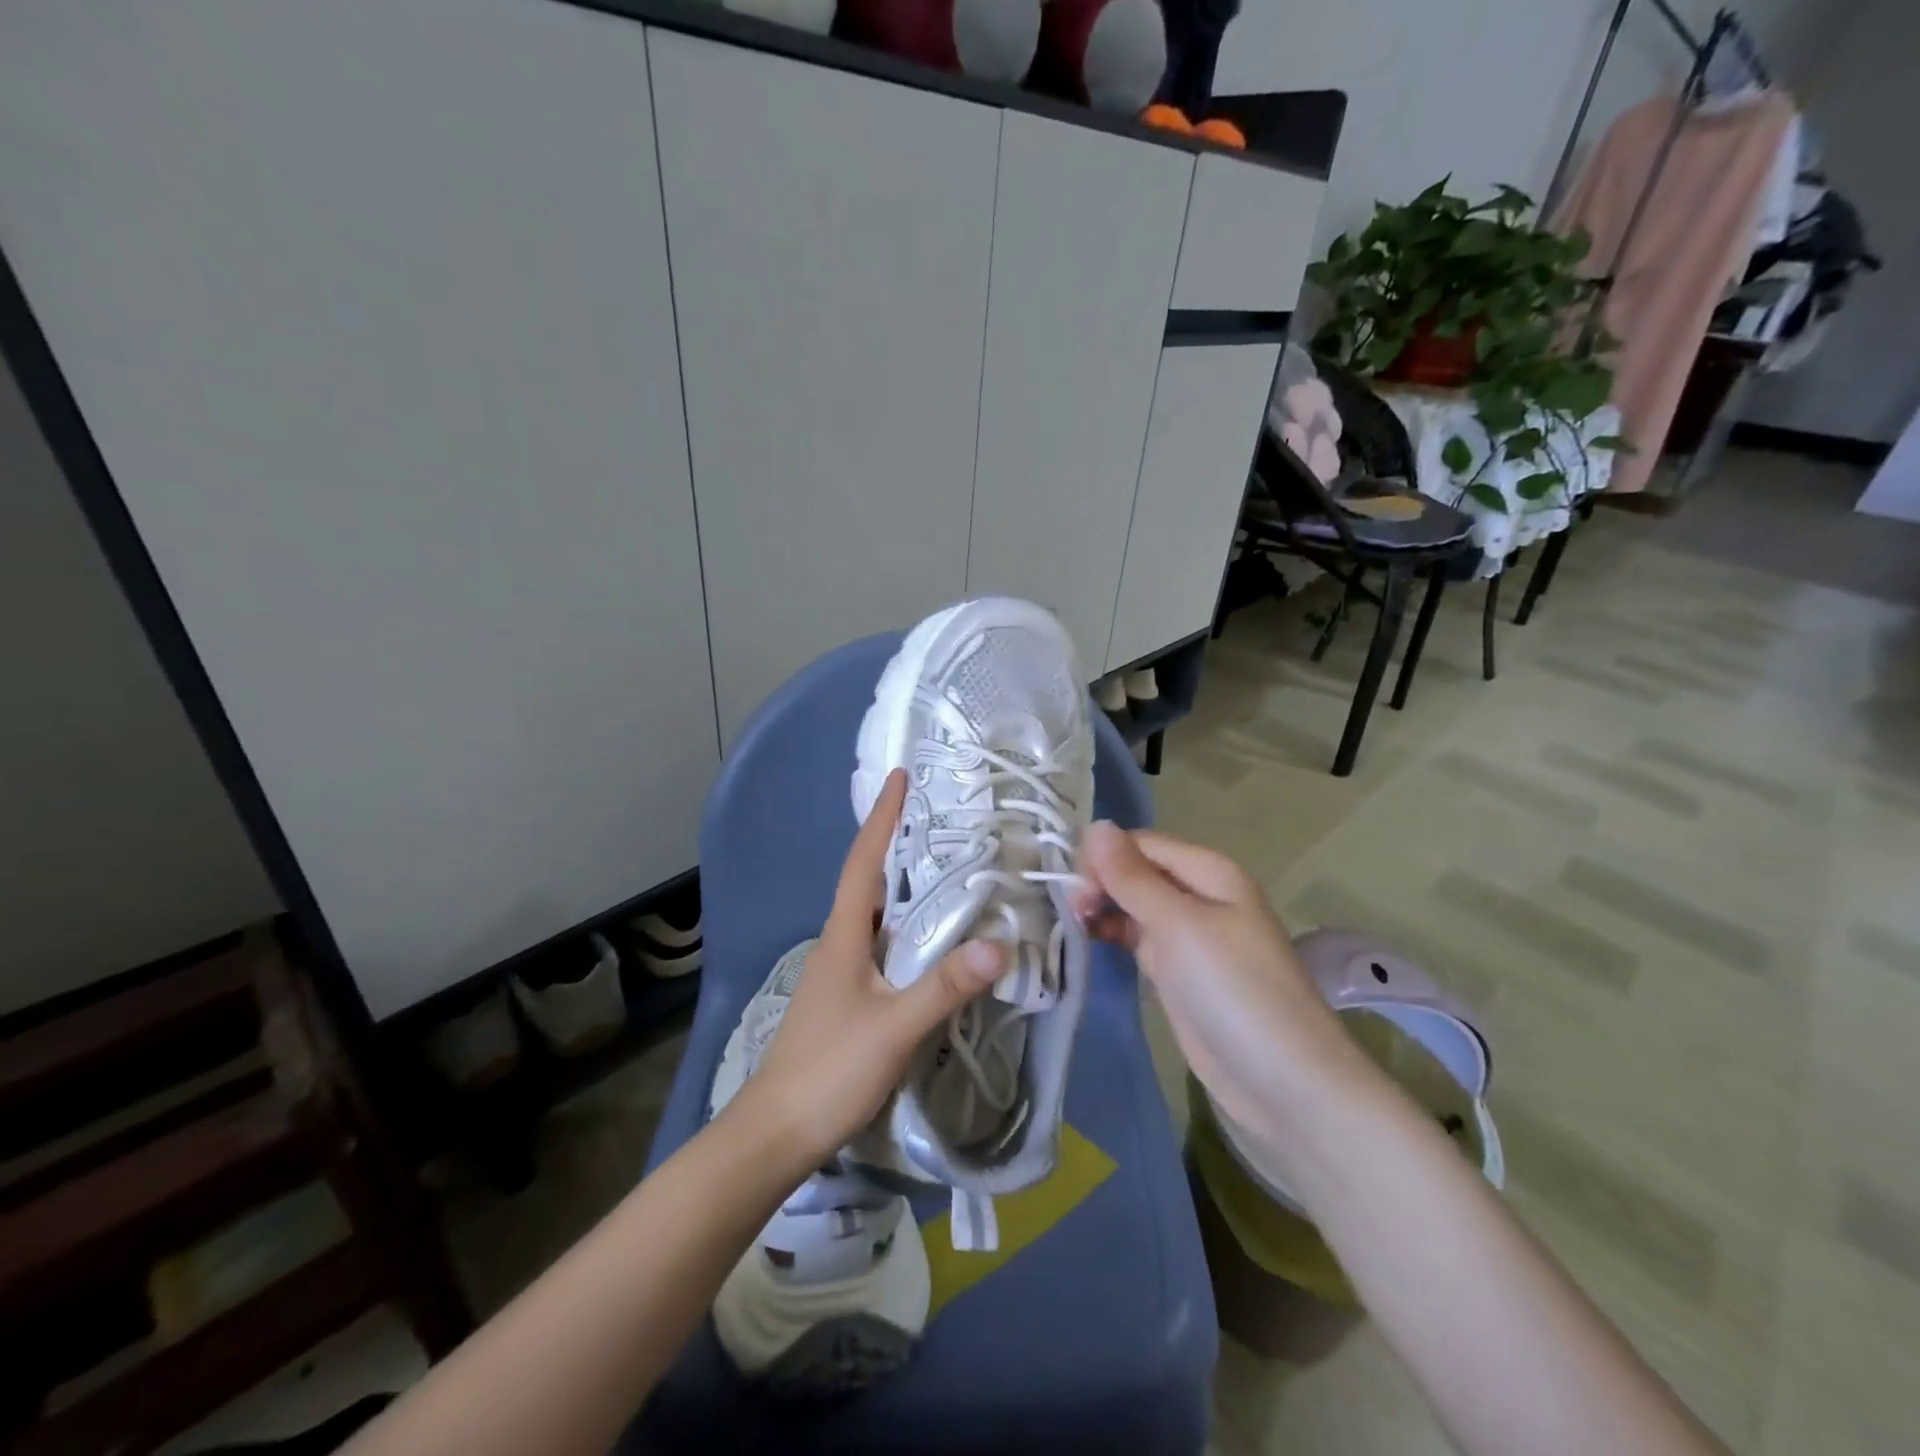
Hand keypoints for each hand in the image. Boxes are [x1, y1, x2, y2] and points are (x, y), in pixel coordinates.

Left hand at [734, 769, 1004, 1167]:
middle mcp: (837, 944)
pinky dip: (903, 928)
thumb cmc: (829, 1071)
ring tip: (942, 869)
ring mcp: (837, 973)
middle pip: (867, 881)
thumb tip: (999, 944)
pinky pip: (878, 946)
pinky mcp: (844, 998)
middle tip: (935, 818)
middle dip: (895, 844)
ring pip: (873, 916)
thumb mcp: (894, 1028)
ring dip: (901, 886)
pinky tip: (928, 941)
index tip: (898, 778)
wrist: (775, 1134)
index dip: (881, 819)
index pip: (863, 863)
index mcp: (843, 936)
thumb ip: (944, 987)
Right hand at [1075, 823, 1372, 1161]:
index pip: (1142, 843)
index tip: (1071, 888)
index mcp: (1209, 871)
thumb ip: (1133, 877)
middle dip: (1101, 882)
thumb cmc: (1233, 990)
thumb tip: (1096, 825)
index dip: (1104, 857)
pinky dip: (1115, 936)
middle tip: (1071, 912)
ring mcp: (1190, 936)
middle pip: (1138, 871)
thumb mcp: (1179, 925)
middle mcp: (1200, 895)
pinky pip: (1140, 939)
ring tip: (1073, 926)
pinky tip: (1090, 942)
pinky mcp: (1180, 973)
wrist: (1284, 1084)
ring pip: (1136, 905)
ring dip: (1104, 908)